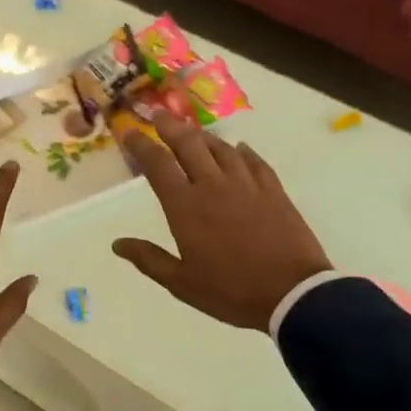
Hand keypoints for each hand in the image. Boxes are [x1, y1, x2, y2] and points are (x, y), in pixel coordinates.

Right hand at [112, 114, 332, 332]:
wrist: (293, 294)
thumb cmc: (230, 291)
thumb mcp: (181, 283)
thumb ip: (149, 259)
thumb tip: (117, 244)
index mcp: (186, 207)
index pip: (158, 165)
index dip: (141, 145)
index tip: (130, 133)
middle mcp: (214, 186)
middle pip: (189, 145)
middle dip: (171, 127)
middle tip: (160, 116)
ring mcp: (247, 185)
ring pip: (222, 148)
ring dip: (204, 136)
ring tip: (194, 131)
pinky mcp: (274, 191)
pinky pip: (255, 162)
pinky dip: (243, 152)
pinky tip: (239, 148)